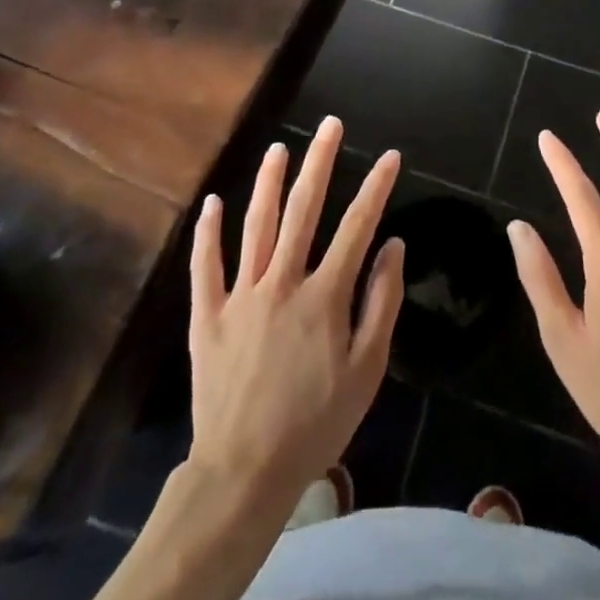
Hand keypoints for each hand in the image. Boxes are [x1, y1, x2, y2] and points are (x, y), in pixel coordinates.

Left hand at [187, 118, 404, 509]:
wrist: (244, 473)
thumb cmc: (316, 423)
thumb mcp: (366, 371)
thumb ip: (381, 303)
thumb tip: (393, 246)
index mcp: (324, 296)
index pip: (357, 227)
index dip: (376, 188)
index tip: (390, 156)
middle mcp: (282, 282)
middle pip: (303, 210)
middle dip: (320, 162)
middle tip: (330, 125)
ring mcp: (241, 296)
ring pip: (256, 225)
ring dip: (268, 182)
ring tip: (279, 148)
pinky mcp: (209, 316)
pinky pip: (206, 266)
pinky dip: (208, 233)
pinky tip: (212, 203)